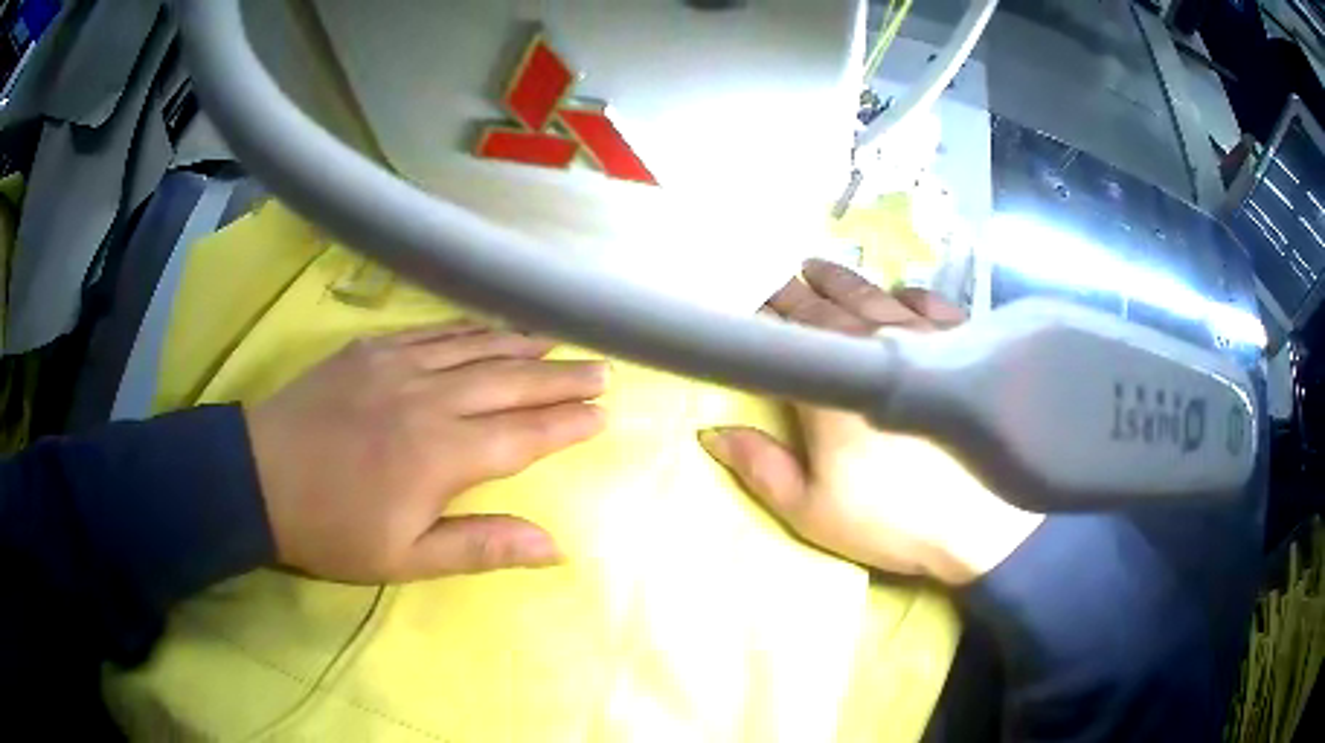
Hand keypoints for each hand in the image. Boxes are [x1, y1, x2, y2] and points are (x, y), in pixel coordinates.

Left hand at [246, 320, 606, 582]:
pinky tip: (487, 326)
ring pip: (475, 347)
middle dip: (560, 377)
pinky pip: (432, 332)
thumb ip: (480, 547)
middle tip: (600, 370)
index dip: (566, 424)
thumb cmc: (332, 529)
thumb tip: (554, 547)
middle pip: (509, 382)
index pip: (522, 435)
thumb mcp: (405, 558)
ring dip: (522, 345)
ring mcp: (398, 365)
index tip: (601, 414)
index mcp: (441, 454)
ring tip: (557, 340)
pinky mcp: (370, 350)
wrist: (257, 478)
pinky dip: (468, 328)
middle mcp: (429, 399)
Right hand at [699, 260, 1041, 584]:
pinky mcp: (964, 344)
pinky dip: (909, 294)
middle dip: (792, 290)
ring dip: (840, 280)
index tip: (738, 295)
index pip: (783, 333)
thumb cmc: (893, 520)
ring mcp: (923, 337)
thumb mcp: (812, 511)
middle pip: (823, 308)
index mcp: (829, 382)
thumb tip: (711, 432)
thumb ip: (761, 467)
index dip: (758, 313)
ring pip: (872, 295)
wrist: (985, 523)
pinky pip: (930, 304)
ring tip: (815, 266)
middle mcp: (873, 343)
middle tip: (770, 272)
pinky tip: (900, 291)